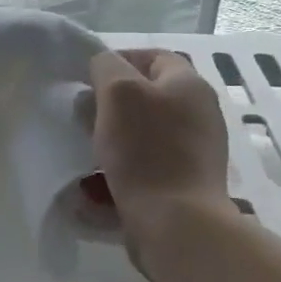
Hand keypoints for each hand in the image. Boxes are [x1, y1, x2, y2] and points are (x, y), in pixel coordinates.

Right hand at [89, 49, 232, 246]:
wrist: (177, 225)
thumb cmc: (146, 150)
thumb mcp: (118, 92)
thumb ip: (106, 67)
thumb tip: (103, 68)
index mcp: (189, 86)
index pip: (153, 57)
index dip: (117, 61)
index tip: (86, 80)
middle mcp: (199, 115)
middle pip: (146, 100)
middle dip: (109, 107)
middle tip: (81, 119)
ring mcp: (194, 154)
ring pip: (141, 138)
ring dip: (110, 144)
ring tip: (84, 155)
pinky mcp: (184, 188)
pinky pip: (144, 172)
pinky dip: (118, 176)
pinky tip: (94, 190)